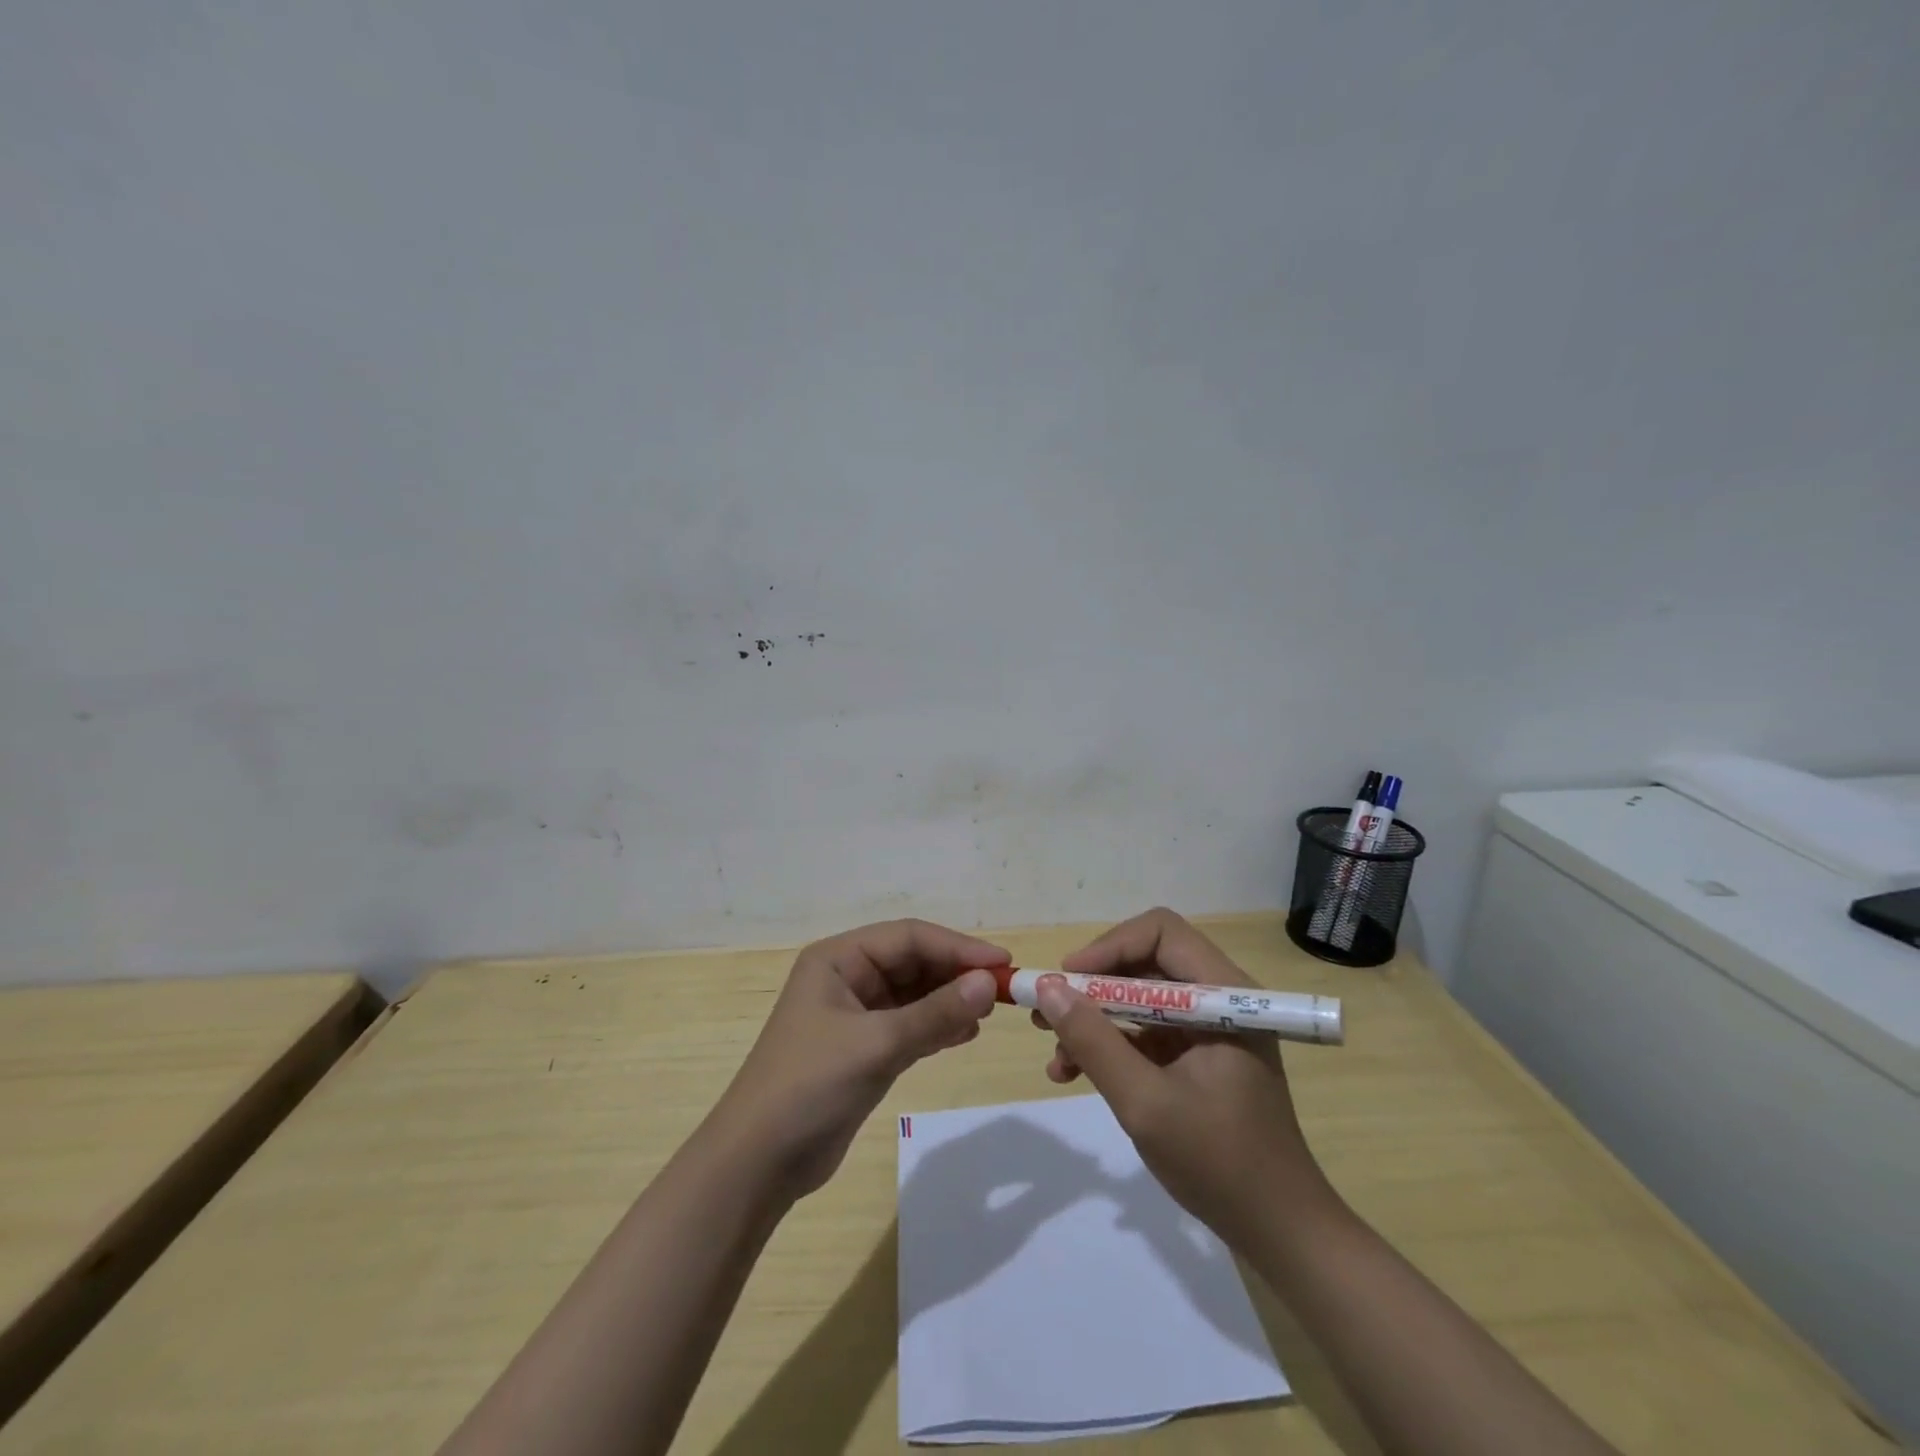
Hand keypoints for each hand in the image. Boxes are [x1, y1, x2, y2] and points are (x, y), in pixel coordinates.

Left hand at [709, 919, 1008, 1201]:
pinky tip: (965, 1034)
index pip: (908, 937)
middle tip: (1003, 991)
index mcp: (838, 959)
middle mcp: (847, 978)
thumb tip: (990, 982)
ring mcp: (854, 1014)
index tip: (1002, 963)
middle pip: (913, 962)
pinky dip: (937, 1026)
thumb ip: (935, 1013)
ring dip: (950, 999)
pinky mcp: (862, 1049)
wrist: (757, 1163)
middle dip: (956, 973)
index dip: (957, 946)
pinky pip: (909, 1024)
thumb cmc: (809, 1087)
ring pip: (914, 994)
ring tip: (988, 1012)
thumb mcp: (876, 1044)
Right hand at [1032, 908, 1327, 1244]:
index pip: (1161, 933)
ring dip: (1093, 1019)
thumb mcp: (1145, 1102)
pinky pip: (1144, 1031)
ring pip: (1138, 997)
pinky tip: (1072, 1072)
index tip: (1068, 980)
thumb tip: (1046, 988)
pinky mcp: (1197, 1055)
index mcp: (1225, 997)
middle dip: (1091, 986)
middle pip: (1144, 963)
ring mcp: (1208, 1028)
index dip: (1109, 947)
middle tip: (1046, 1010)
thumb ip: (1094, 1042)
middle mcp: (1220, 1000)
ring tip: (1053, 1051)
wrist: (1279, 1232)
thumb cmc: (1220, 1164)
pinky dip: (1109, 1045)